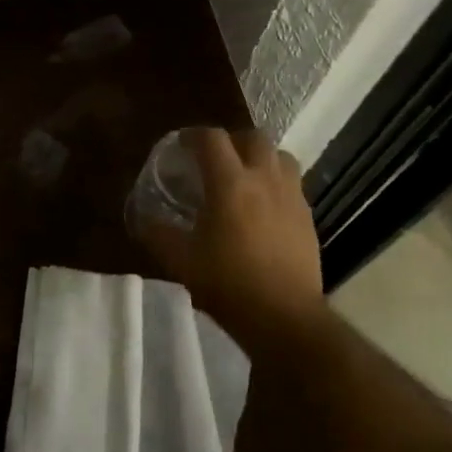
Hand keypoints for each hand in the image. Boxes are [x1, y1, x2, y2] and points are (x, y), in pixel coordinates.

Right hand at [136, 127, 329, 354]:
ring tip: (245, 176)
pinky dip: (276, 182)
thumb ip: (158, 235)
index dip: (193, 135)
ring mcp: (291, 196)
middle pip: (253, 137)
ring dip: (260, 157)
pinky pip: (293, 183)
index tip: (181, 145)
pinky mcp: (308, 216)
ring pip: (279, 156)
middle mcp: (264, 179)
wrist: (284, 316)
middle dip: (232, 140)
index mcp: (230, 184)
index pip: (211, 138)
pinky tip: (264, 207)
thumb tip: (143, 220)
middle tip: (215, 159)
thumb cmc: (228, 284)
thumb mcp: (181, 261)